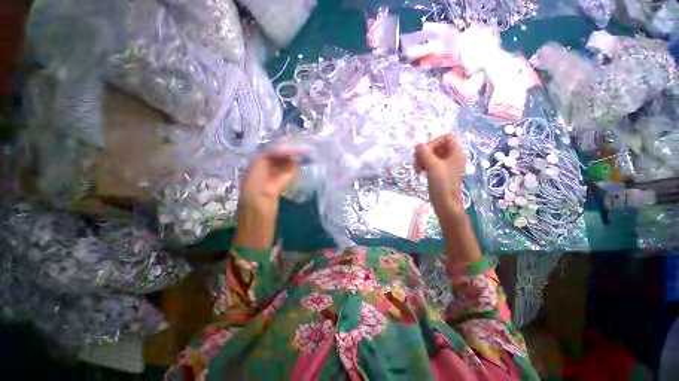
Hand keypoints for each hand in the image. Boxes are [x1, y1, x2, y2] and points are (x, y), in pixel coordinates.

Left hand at [234, 150, 297, 249]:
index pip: (265, 156)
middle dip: (284, 154)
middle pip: (269, 160)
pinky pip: (276, 177)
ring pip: (273, 168)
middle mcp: (255, 177)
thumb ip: (279, 177)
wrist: (253, 239)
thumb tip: (292, 162)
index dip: (280, 150)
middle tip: (301, 153)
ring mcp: (261, 185)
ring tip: (300, 160)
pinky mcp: (267, 193)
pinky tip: (295, 173)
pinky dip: (286, 172)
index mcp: (252, 177)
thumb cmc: (259, 220)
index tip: (296, 150)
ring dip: (286, 162)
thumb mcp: (268, 196)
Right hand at [415, 134, 465, 216]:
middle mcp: (452, 157)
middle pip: (438, 146)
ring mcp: (446, 165)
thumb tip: (418, 145)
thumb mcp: (433, 166)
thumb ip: (425, 153)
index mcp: (456, 153)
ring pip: (433, 154)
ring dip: (423, 158)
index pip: (446, 138)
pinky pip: (431, 162)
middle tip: (418, 160)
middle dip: (426, 151)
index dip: (434, 142)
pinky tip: (420, 170)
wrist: (445, 202)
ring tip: (418, 166)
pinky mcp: (440, 172)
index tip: (425, 152)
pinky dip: (425, 164)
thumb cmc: (442, 183)